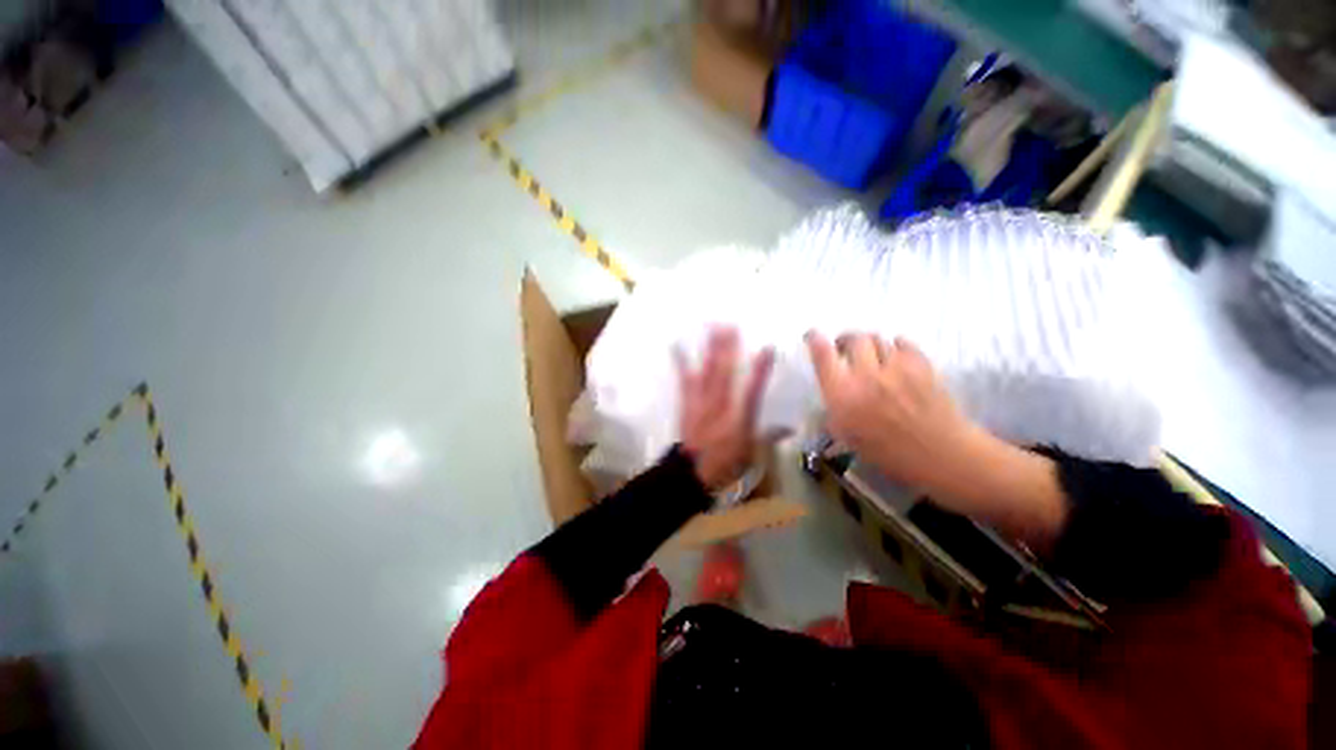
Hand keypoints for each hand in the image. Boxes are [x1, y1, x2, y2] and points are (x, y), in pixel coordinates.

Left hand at [675, 328, 774, 490]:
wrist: (692, 473)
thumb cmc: (725, 463)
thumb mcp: (752, 454)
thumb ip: (769, 437)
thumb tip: (790, 428)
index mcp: (738, 418)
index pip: (752, 390)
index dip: (760, 369)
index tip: (767, 348)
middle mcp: (719, 405)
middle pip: (725, 374)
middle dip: (729, 349)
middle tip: (731, 325)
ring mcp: (701, 402)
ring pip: (707, 372)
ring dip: (710, 350)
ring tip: (712, 328)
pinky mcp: (687, 402)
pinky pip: (684, 380)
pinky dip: (681, 363)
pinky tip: (677, 345)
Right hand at [805, 332, 978, 494]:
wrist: (939, 455)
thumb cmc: (887, 452)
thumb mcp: (845, 434)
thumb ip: (834, 406)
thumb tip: (831, 389)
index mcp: (842, 395)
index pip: (823, 355)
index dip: (815, 339)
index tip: (812, 335)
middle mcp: (866, 375)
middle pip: (854, 339)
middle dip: (847, 341)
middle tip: (846, 349)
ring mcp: (896, 368)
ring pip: (878, 339)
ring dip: (871, 344)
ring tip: (872, 355)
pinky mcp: (921, 365)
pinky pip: (903, 343)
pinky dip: (896, 346)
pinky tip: (896, 357)